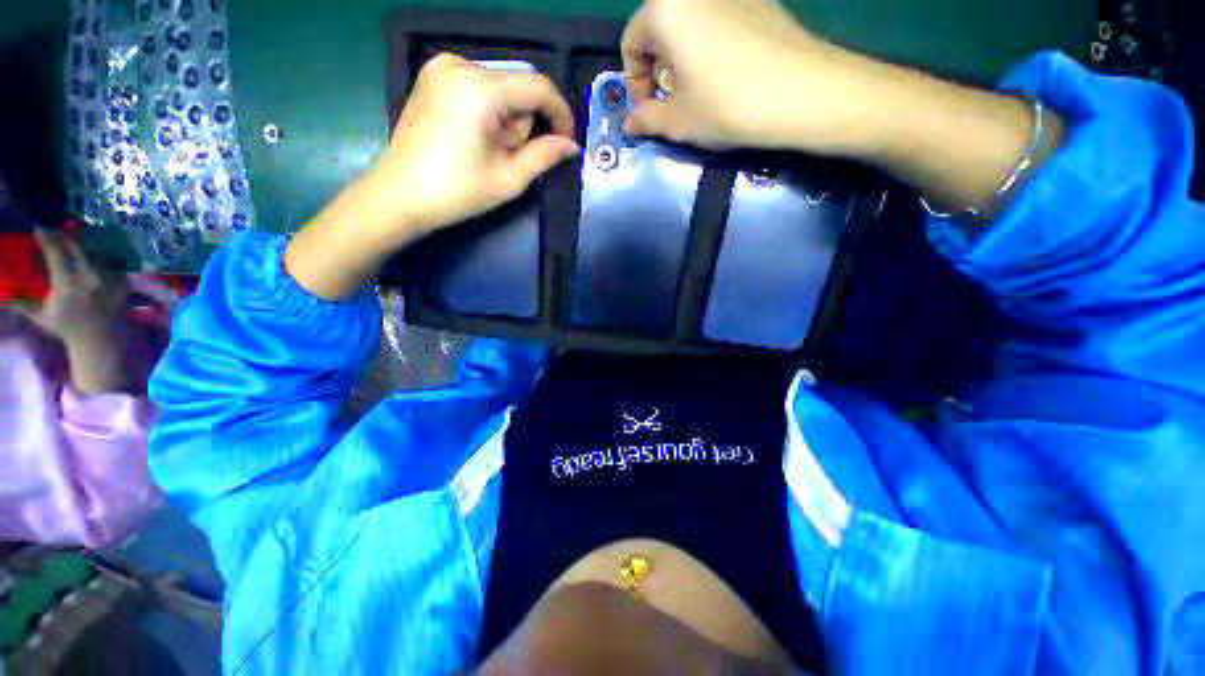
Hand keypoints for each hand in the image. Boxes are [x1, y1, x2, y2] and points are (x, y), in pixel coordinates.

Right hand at [9, 230, 130, 394]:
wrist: (100, 338)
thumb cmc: (67, 327)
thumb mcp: (40, 314)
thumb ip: (21, 301)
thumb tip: (2, 293)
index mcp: (67, 282)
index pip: (55, 250)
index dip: (45, 236)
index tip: (37, 228)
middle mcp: (89, 275)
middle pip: (76, 245)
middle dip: (62, 235)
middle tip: (52, 231)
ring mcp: (109, 277)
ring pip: (93, 250)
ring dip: (80, 243)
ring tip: (69, 241)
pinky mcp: (122, 280)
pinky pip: (110, 260)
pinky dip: (98, 255)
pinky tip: (89, 254)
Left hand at [286, 54, 579, 300]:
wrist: (400, 195)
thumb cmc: (457, 191)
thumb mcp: (510, 178)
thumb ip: (545, 155)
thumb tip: (571, 145)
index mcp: (481, 88)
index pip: (539, 86)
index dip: (560, 113)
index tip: (566, 142)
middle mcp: (461, 64)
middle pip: (519, 86)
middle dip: (526, 122)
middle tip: (511, 157)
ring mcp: (442, 67)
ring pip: (501, 87)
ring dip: (508, 119)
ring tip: (489, 150)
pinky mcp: (432, 77)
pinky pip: (480, 86)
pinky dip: (489, 110)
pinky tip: (476, 137)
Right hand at [620, 0, 878, 152]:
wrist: (802, 93)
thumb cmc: (727, 105)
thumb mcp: (677, 120)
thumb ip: (645, 119)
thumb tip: (628, 124)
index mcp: (666, 9)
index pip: (631, 43)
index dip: (634, 82)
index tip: (648, 110)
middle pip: (659, 29)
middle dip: (658, 70)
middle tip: (671, 103)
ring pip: (689, 26)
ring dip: (682, 60)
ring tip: (698, 93)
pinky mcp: (758, 1)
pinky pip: (717, 22)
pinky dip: (708, 48)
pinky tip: (725, 77)